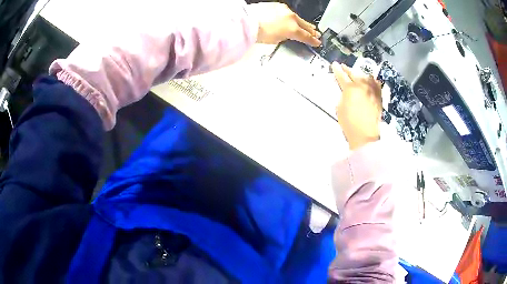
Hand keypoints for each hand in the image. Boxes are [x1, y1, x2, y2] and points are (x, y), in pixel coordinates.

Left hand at [247, 3, 320, 45]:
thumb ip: (285, 37)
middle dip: (311, 30)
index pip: (306, 36)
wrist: (246, 21)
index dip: (313, 41)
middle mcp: (291, 18)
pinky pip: (287, 12)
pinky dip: (289, 16)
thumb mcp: (276, 40)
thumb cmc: (259, 33)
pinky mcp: (277, 5)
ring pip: (297, 17)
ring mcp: (285, 10)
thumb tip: (287, 34)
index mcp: (292, 29)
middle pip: (305, 25)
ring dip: (301, 22)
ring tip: (306, 26)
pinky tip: (290, 18)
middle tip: (316, 33)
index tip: (317, 42)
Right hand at [332, 62, 381, 149]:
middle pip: (354, 73)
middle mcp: (362, 86)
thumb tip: (345, 91)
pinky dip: (372, 81)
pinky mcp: (379, 97)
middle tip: (343, 66)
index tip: (334, 65)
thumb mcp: (339, 108)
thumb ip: (342, 96)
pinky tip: (370, 80)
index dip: (337, 70)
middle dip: (348, 69)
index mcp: (350, 88)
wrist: (365, 135)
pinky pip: (376, 84)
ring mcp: (372, 91)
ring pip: (366, 77)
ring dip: (360, 74)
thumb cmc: (349, 123)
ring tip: (356, 73)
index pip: (342, 76)